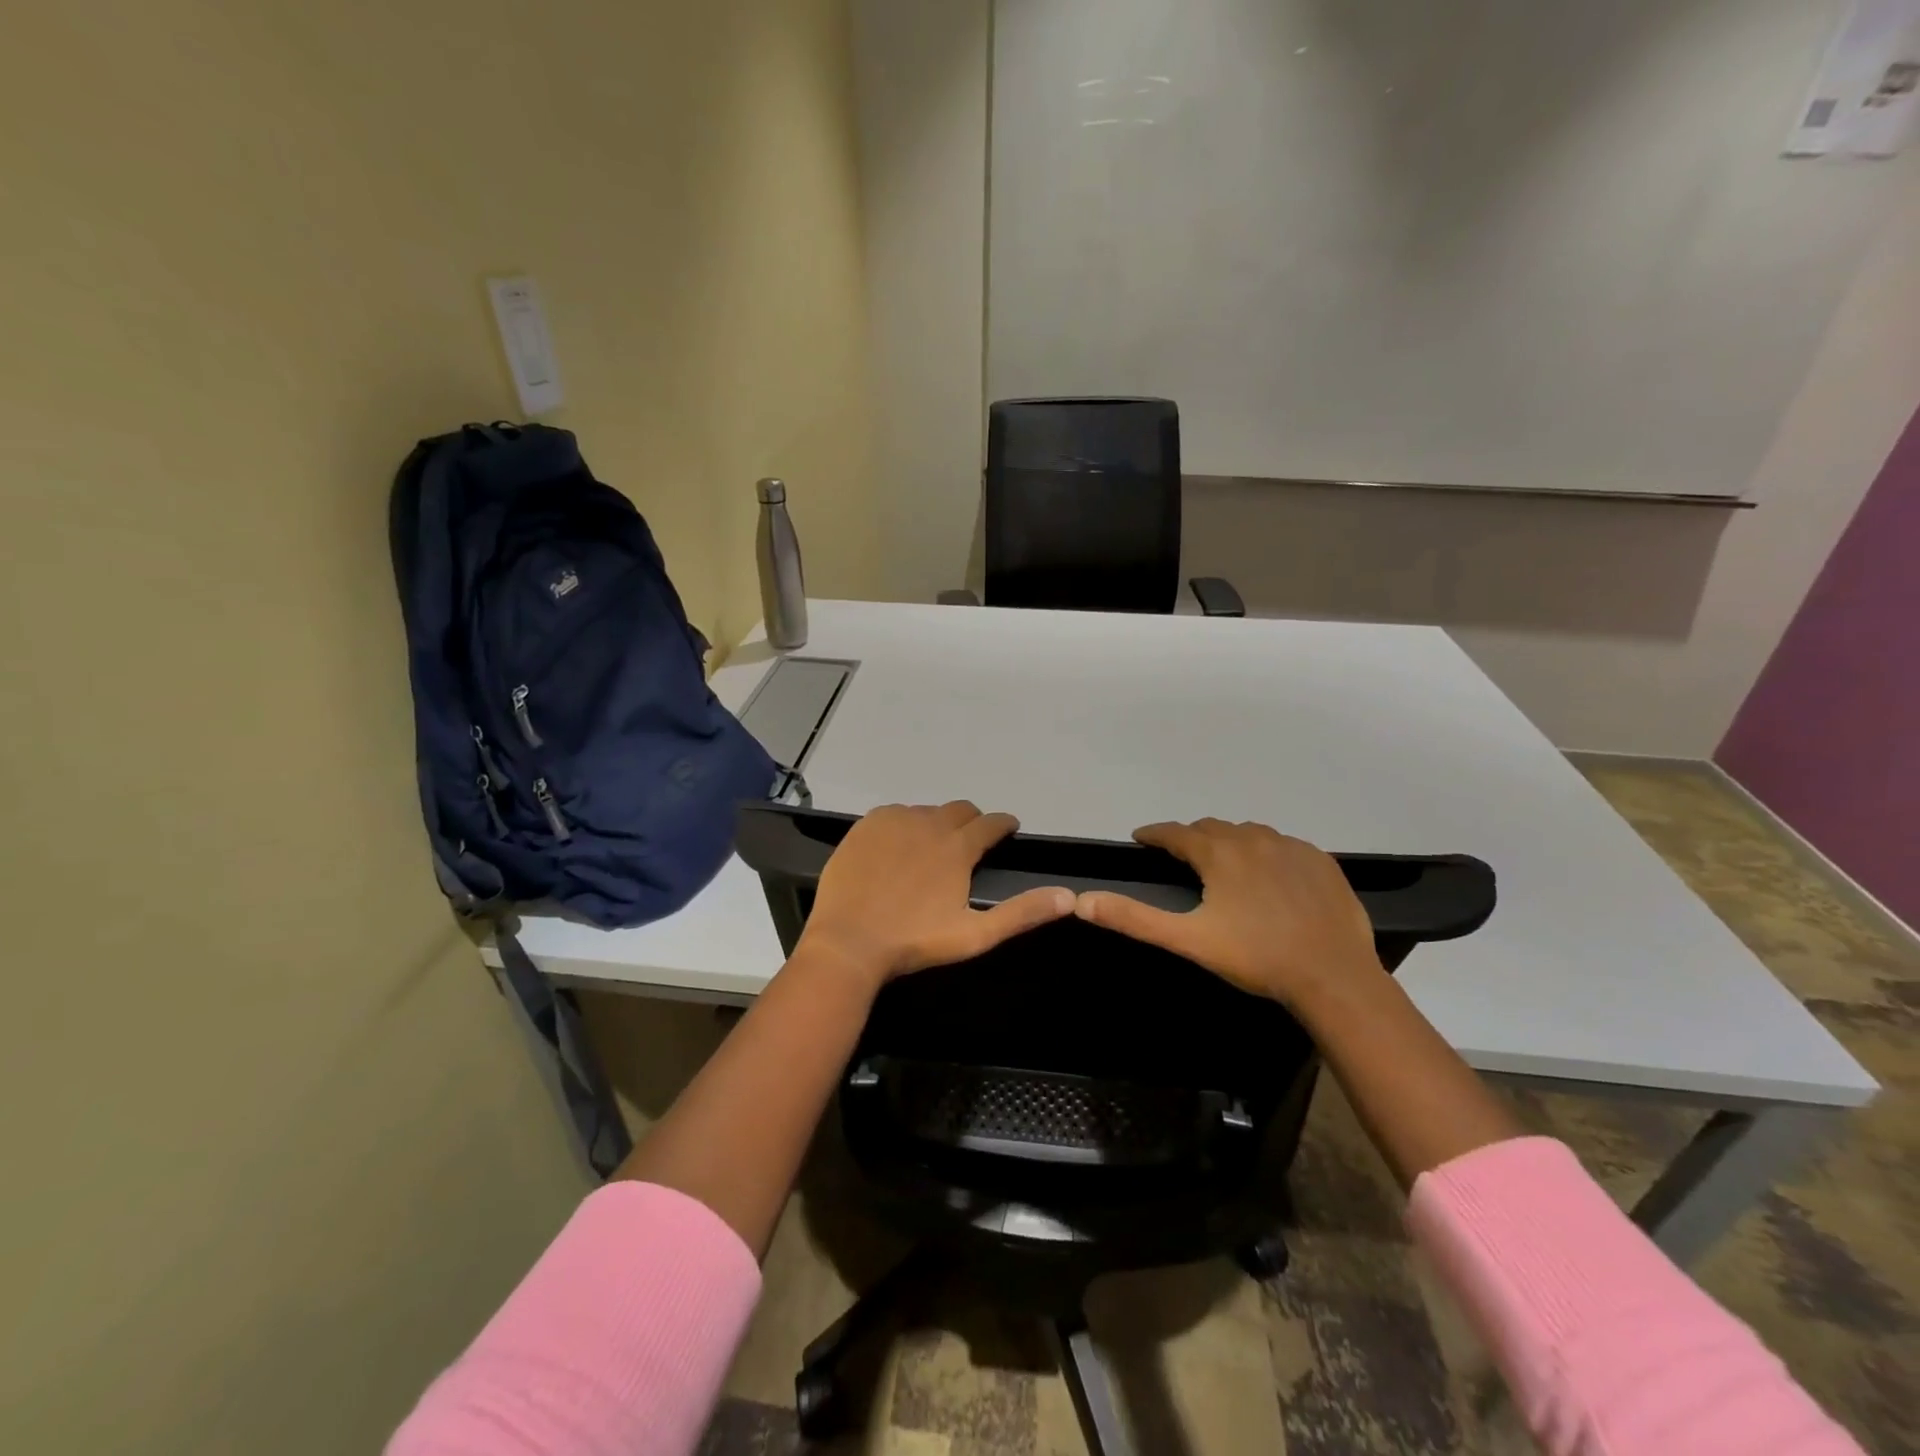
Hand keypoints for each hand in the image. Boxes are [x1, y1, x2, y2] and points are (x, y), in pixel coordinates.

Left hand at [795, 802, 1074, 989]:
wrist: (848, 942)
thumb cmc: (914, 942)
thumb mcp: (975, 935)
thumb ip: (1022, 913)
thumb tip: (1069, 897)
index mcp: (958, 847)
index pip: (991, 823)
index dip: (1004, 825)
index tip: (1008, 829)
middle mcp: (929, 823)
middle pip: (960, 809)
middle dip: (972, 821)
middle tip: (971, 841)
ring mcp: (894, 820)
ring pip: (927, 811)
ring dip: (937, 823)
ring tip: (932, 848)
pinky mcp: (866, 824)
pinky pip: (894, 813)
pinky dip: (904, 824)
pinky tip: (897, 846)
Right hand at [1075, 819, 1383, 1009]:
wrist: (1334, 977)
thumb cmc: (1255, 957)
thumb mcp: (1188, 939)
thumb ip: (1134, 918)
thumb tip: (1082, 901)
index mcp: (1218, 853)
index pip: (1175, 833)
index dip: (1154, 834)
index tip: (1140, 839)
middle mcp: (1253, 838)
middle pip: (1211, 828)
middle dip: (1191, 838)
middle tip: (1180, 856)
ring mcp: (1291, 847)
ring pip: (1248, 833)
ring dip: (1229, 841)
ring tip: (1223, 863)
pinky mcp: (1321, 861)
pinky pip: (1283, 845)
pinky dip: (1266, 852)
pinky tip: (1269, 875)